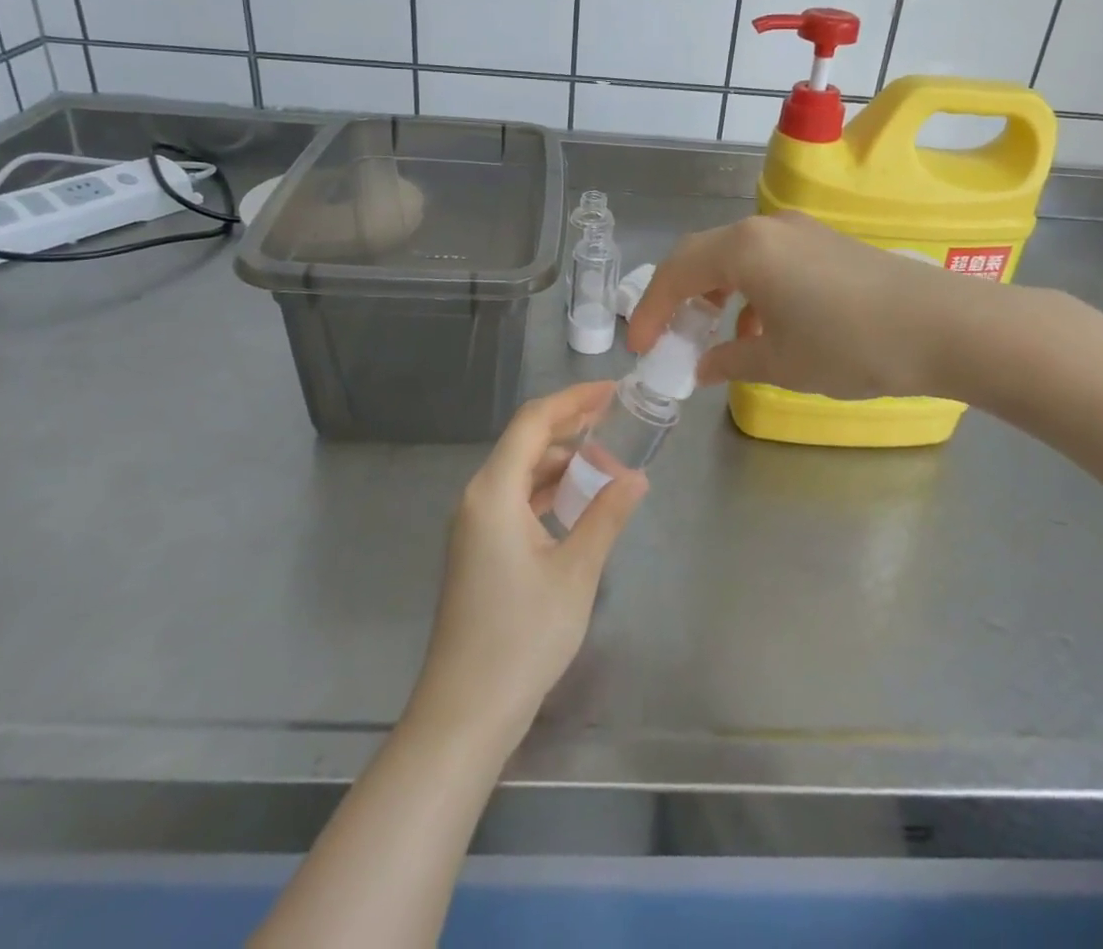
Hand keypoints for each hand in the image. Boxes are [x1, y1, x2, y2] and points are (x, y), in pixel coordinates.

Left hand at [410, 382, 648, 750]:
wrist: (466, 711)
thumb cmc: (523, 637)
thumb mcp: (576, 572)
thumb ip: (606, 516)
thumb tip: (636, 477)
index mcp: (494, 492)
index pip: (534, 423)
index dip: (574, 400)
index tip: (613, 391)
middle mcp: (477, 497)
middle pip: (525, 442)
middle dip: (571, 427)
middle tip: (617, 421)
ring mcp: (474, 524)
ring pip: (520, 471)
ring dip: (561, 462)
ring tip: (606, 462)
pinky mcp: (478, 548)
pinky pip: (515, 499)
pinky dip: (547, 490)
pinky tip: (577, 500)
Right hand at [626, 211, 1027, 401]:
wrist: (943, 327)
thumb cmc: (849, 345)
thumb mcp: (780, 363)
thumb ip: (730, 361)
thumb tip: (702, 367)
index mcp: (743, 249)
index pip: (676, 271)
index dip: (651, 310)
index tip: (641, 347)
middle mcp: (765, 227)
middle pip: (703, 255)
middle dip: (680, 296)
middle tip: (671, 336)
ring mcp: (799, 231)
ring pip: (736, 256)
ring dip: (717, 293)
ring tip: (717, 336)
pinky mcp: (825, 243)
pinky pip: (768, 260)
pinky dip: (751, 290)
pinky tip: (764, 327)